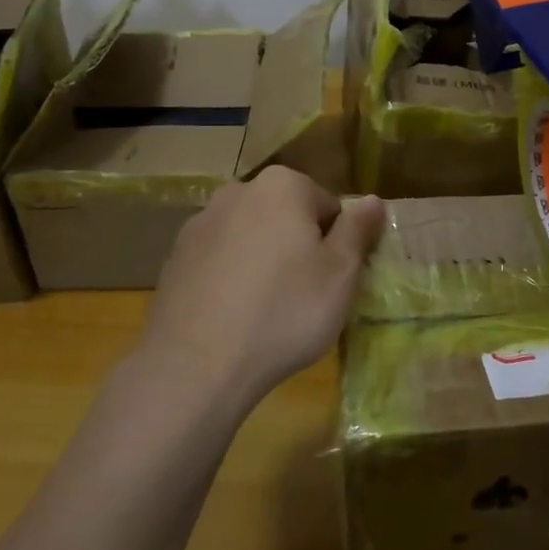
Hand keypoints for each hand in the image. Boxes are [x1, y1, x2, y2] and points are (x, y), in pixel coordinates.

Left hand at [138, 167, 384, 410]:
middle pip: (286, 216)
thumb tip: (373, 200)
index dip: (337, 244)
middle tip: (305, 296)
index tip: (332, 280)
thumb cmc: (284, 311)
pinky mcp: (175, 257)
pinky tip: (234, 316)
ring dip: (264, 261)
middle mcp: (237, 191)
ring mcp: (200, 223)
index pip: (328, 205)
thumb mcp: (340, 274)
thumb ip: (358, 229)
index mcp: (282, 185)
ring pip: (251, 237)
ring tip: (267, 310)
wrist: (196, 364)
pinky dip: (231, 278)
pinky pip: (219, 260)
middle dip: (298, 247)